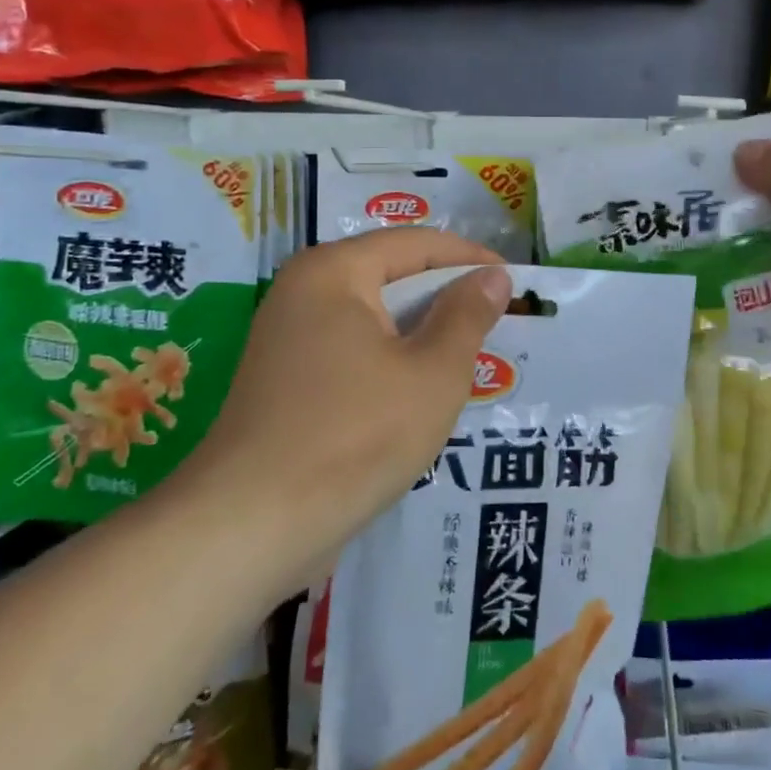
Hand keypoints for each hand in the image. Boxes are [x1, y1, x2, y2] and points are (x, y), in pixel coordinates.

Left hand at [187, 229, 510, 566]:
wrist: (252, 526)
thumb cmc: (356, 435)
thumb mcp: (433, 372)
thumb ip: (467, 315)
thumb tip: (493, 276)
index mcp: (333, 272)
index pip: (416, 243)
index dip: (471, 259)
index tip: (517, 281)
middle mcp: (303, 293)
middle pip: (392, 277)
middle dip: (448, 298)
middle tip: (501, 322)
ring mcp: (289, 340)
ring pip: (375, 320)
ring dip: (423, 335)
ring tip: (473, 358)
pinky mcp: (287, 383)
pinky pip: (354, 353)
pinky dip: (393, 363)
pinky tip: (424, 393)